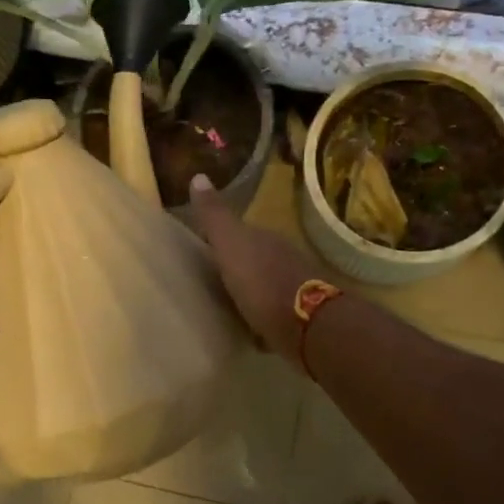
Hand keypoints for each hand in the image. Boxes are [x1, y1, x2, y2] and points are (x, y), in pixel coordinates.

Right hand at [186, 174, 318, 364]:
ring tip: (229, 303)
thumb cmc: (261, 281)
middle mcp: (283, 258)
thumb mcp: (230, 244)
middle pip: (255, 258)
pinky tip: (250, 327)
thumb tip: (198, 176)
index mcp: (264, 239)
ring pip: (266, 283)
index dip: (222, 239)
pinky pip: (274, 312)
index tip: (204, 249)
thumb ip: (215, 216)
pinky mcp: (299, 317)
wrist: (305, 323)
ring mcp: (295, 287)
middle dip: (237, 266)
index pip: (240, 232)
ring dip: (251, 291)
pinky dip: (262, 316)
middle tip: (213, 278)